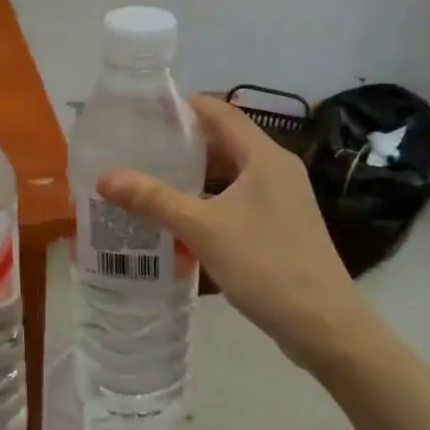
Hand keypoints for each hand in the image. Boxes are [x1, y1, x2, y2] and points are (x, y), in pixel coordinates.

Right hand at [97, 95, 369, 373]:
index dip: (184, 105)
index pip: (221, 113)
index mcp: (265, 157)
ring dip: (194, 176)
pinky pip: (237, 200)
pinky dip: (208, 201)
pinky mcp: (280, 225)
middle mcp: (276, 170)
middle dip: (182, 143)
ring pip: (230, 174)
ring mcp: (281, 199)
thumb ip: (154, 201)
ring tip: (150, 179)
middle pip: (224, 142)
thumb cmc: (266, 265)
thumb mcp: (203, 230)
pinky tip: (179, 219)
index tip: (144, 109)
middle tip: (138, 147)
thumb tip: (105, 177)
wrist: (323, 324)